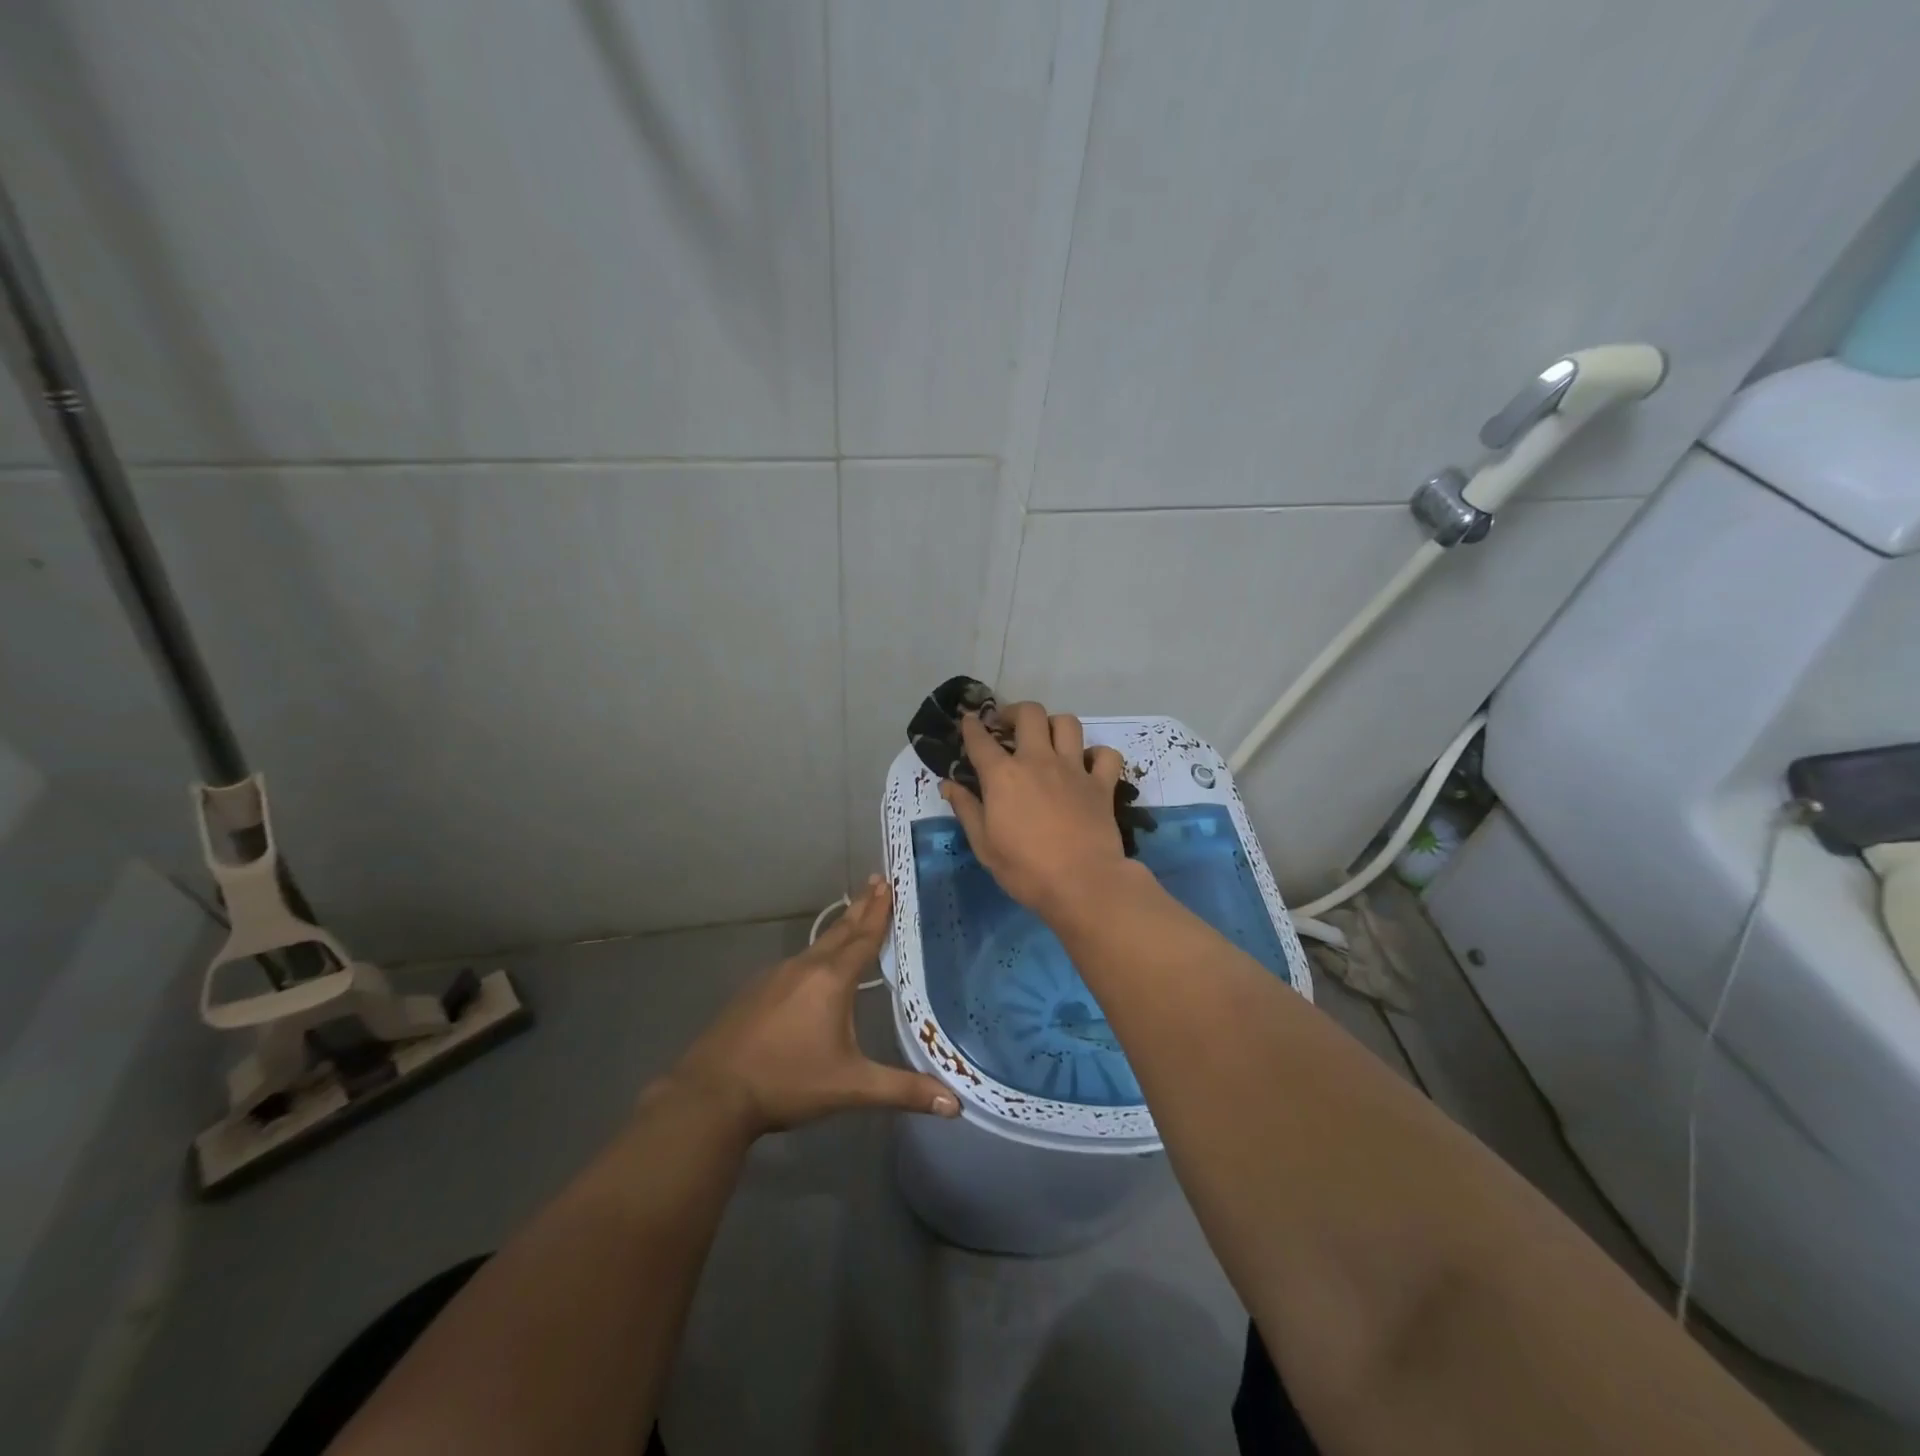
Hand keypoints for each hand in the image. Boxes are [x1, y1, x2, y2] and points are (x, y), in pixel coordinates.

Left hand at [652, 876, 959, 1136]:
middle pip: (840, 931)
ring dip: (839, 928)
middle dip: (861, 907)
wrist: (712, 1094)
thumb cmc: (788, 1082)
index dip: (880, 911)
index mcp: (831, 980)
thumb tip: (955, 1105)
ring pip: (816, 945)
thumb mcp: (851, 1087)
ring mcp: (775, 976)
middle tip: (877, 880)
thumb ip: (902, 1090)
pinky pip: (795, 963)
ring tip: (852, 918)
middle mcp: (804, 968)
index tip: (889, 882)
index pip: (863, 937)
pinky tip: (813, 968)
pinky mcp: (755, 991)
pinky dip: (815, 954)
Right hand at [940, 701, 1135, 918]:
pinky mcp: (1102, 784)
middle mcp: (1038, 761)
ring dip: (1054, 725)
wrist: (1083, 884)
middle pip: (1029, 714)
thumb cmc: (1025, 869)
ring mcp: (1074, 769)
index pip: (980, 740)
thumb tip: (948, 785)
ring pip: (1068, 723)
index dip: (972, 726)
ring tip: (1047, 739)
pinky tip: (1088, 765)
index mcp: (1003, 775)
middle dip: (1014, 712)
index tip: (969, 720)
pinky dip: (1097, 754)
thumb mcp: (984, 845)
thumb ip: (966, 809)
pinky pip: (1106, 754)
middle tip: (1008, 726)